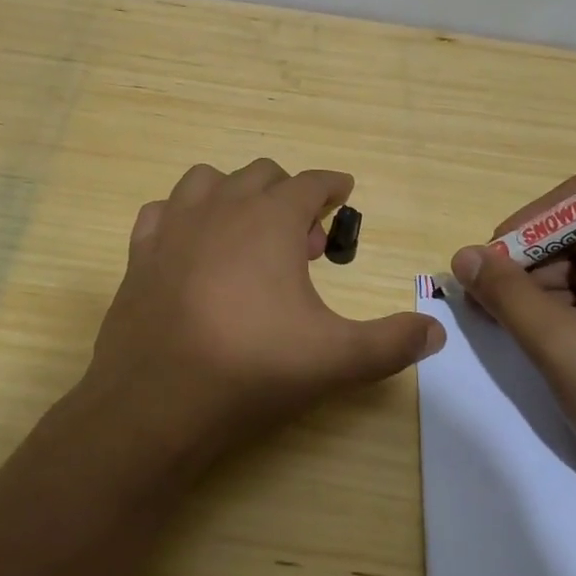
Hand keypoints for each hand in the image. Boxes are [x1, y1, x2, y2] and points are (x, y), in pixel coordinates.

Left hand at [81, 160, 444, 470]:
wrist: (155, 401)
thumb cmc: (251, 368)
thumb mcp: (335, 359)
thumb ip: (391, 342)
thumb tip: (435, 332)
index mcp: (270, 220)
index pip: (311, 183)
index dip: (332, 185)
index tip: (342, 191)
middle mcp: (221, 208)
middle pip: (261, 174)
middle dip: (289, 195)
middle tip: (304, 239)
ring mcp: (174, 226)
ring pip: (207, 180)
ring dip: (234, 194)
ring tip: (248, 233)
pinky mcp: (140, 252)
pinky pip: (163, 211)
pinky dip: (184, 217)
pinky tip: (192, 247)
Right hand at [450, 170, 575, 524]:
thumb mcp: (565, 348)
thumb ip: (508, 296)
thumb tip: (463, 256)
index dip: (538, 215)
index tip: (499, 253)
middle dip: (534, 256)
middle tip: (488, 292)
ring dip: (544, 285)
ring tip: (502, 318)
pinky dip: (568, 310)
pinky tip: (535, 334)